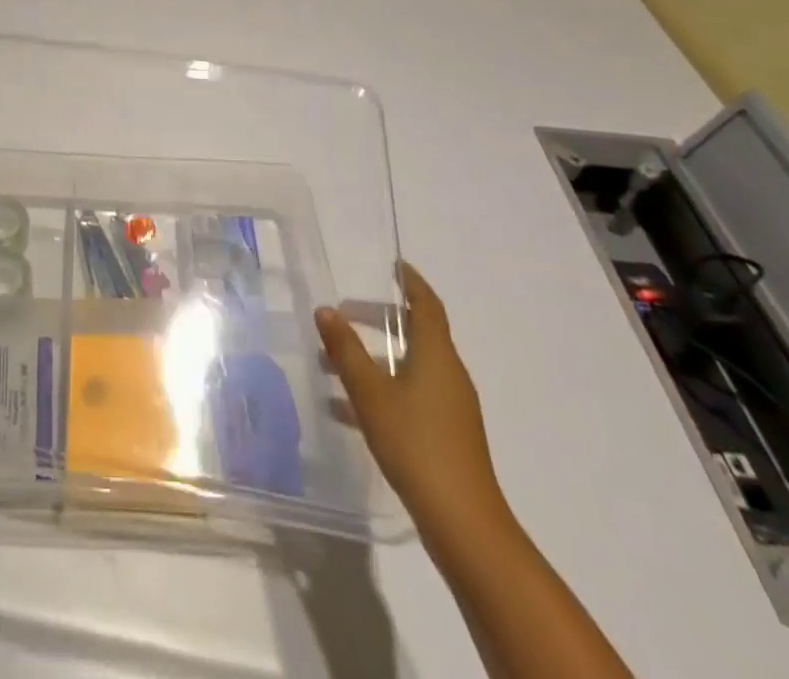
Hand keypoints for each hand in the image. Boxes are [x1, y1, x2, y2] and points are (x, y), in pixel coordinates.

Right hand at [316, 264, 506, 532]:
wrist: (463, 523)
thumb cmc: (416, 443)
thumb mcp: (371, 392)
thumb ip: (346, 349)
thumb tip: (325, 310)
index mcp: (436, 354)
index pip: (426, 304)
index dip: (411, 282)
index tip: (393, 265)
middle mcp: (448, 373)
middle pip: (415, 333)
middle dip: (379, 319)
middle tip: (344, 314)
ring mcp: (450, 407)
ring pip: (409, 366)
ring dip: (374, 357)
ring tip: (333, 361)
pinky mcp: (446, 435)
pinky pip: (410, 395)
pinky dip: (381, 389)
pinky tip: (345, 409)